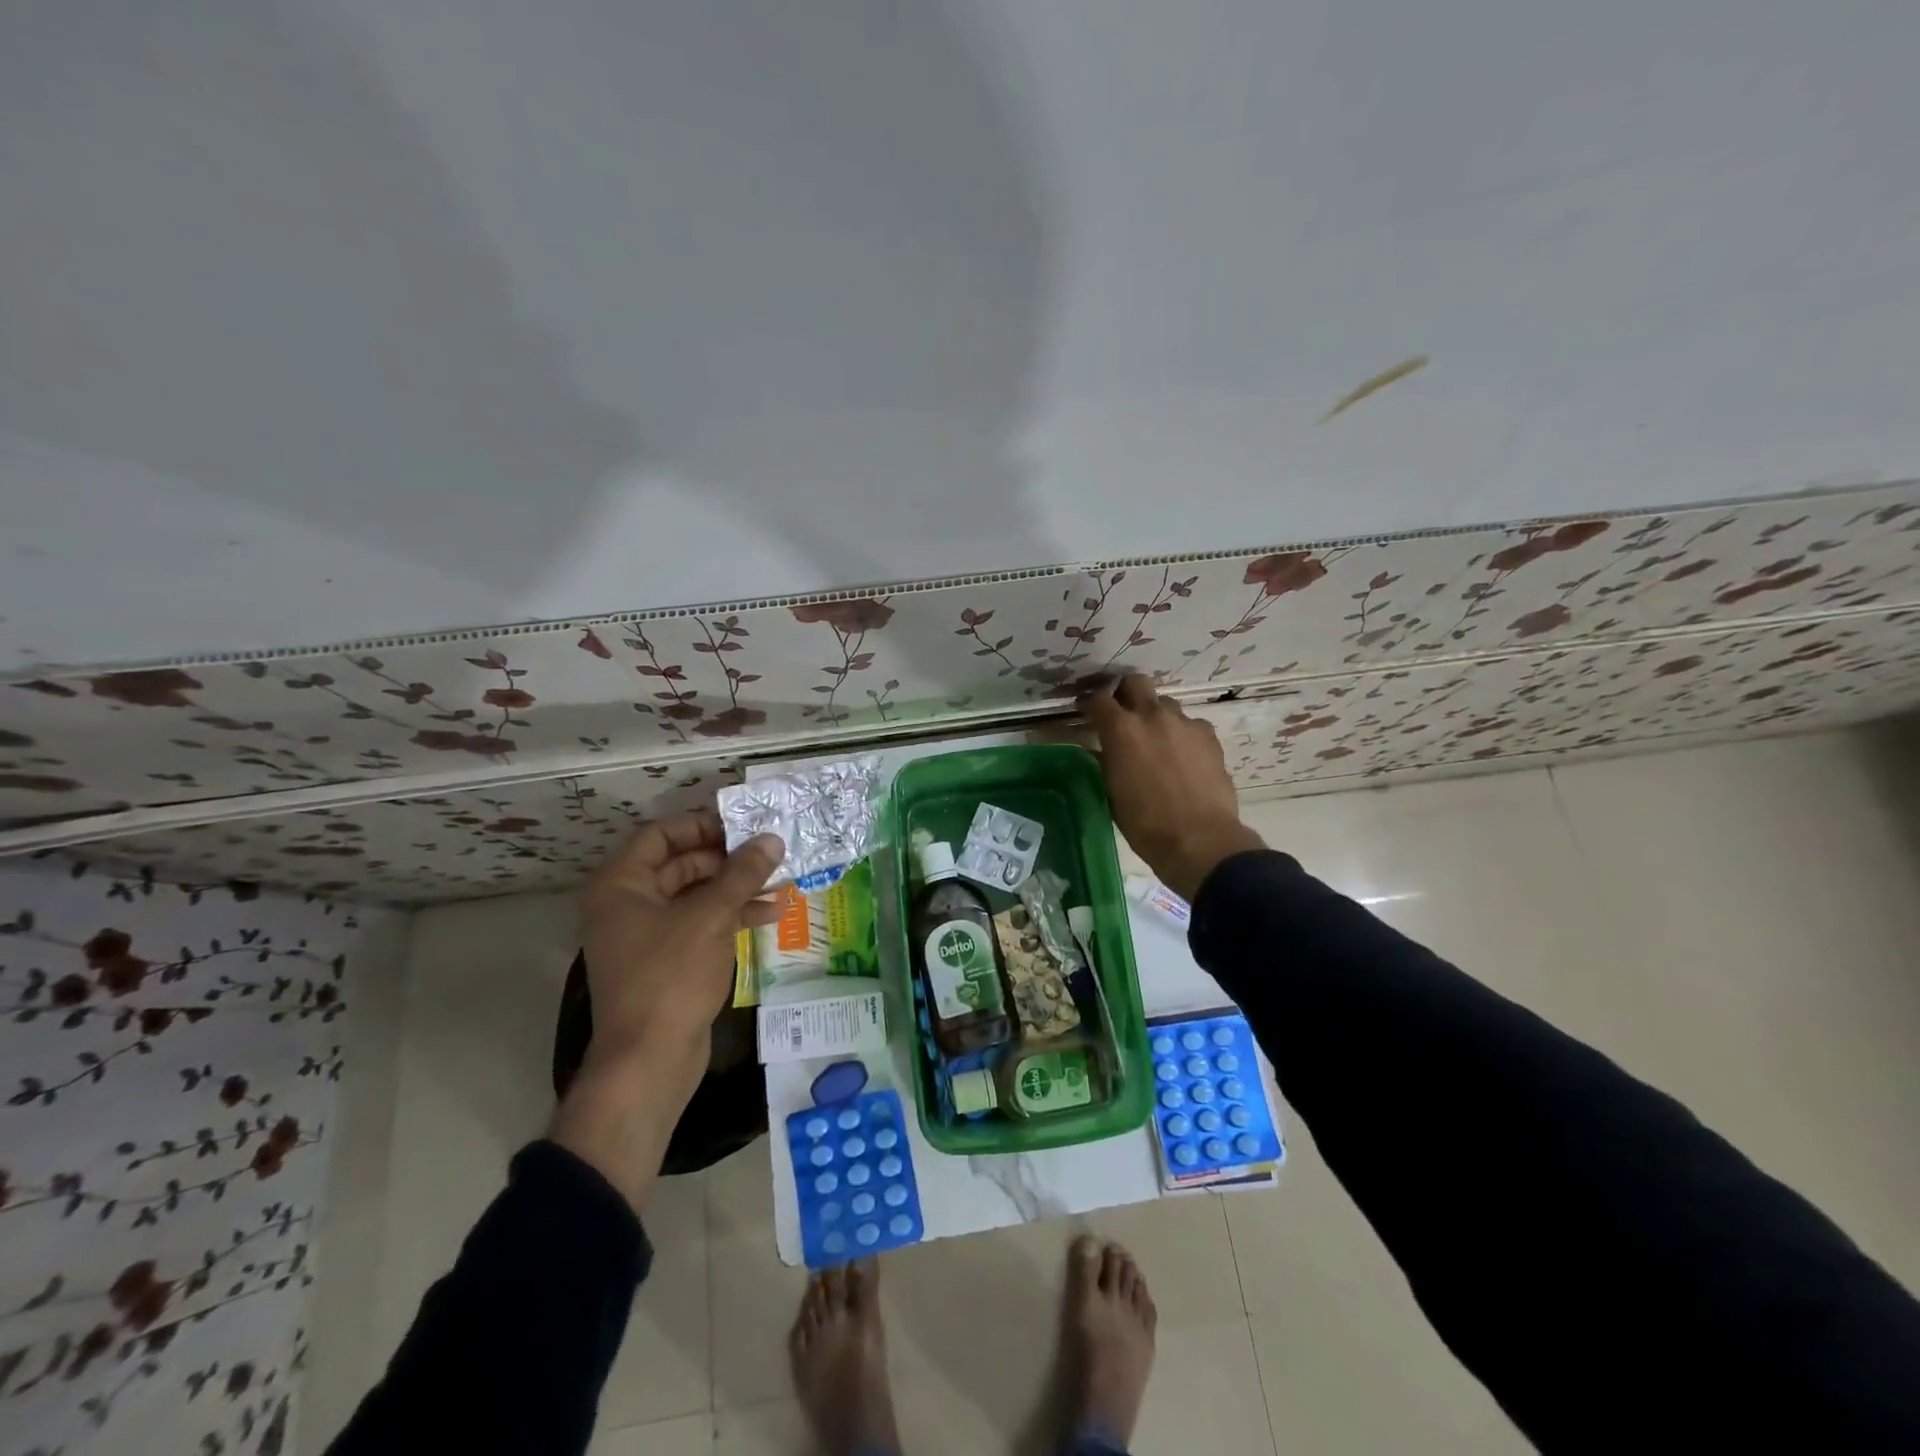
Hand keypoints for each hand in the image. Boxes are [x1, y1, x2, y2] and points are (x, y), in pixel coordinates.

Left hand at [577, 808, 784, 1071]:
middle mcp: (626, 904)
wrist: (649, 1061)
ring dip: (736, 888)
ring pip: (695, 895)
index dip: (702, 825)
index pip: (660, 835)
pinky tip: (770, 915)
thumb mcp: (711, 916)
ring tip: (781, 882)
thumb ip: (743, 873)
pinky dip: (731, 916)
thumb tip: (772, 838)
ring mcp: (646, 935)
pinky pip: (699, 924)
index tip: (743, 825)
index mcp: (620, 885)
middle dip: (728, 859)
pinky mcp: (666, 961)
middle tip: (769, 853)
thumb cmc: (671, 976)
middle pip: (681, 863)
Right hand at [1079, 674, 1264, 901]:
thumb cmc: (1144, 823)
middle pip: (1135, 682)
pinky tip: (1182, 756)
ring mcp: (1185, 723)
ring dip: (1156, 715)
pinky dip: (1181, 734)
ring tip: (1156, 740)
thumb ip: (1107, 759)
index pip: (1097, 699)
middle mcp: (1152, 716)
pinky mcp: (1209, 736)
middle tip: (1122, 713)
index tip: (1085, 711)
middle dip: (1125, 693)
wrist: (1199, 839)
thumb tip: (1102, 748)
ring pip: (1165, 704)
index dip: (1088, 703)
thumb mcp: (1112, 790)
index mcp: (1121, 730)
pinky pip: (1189, 724)